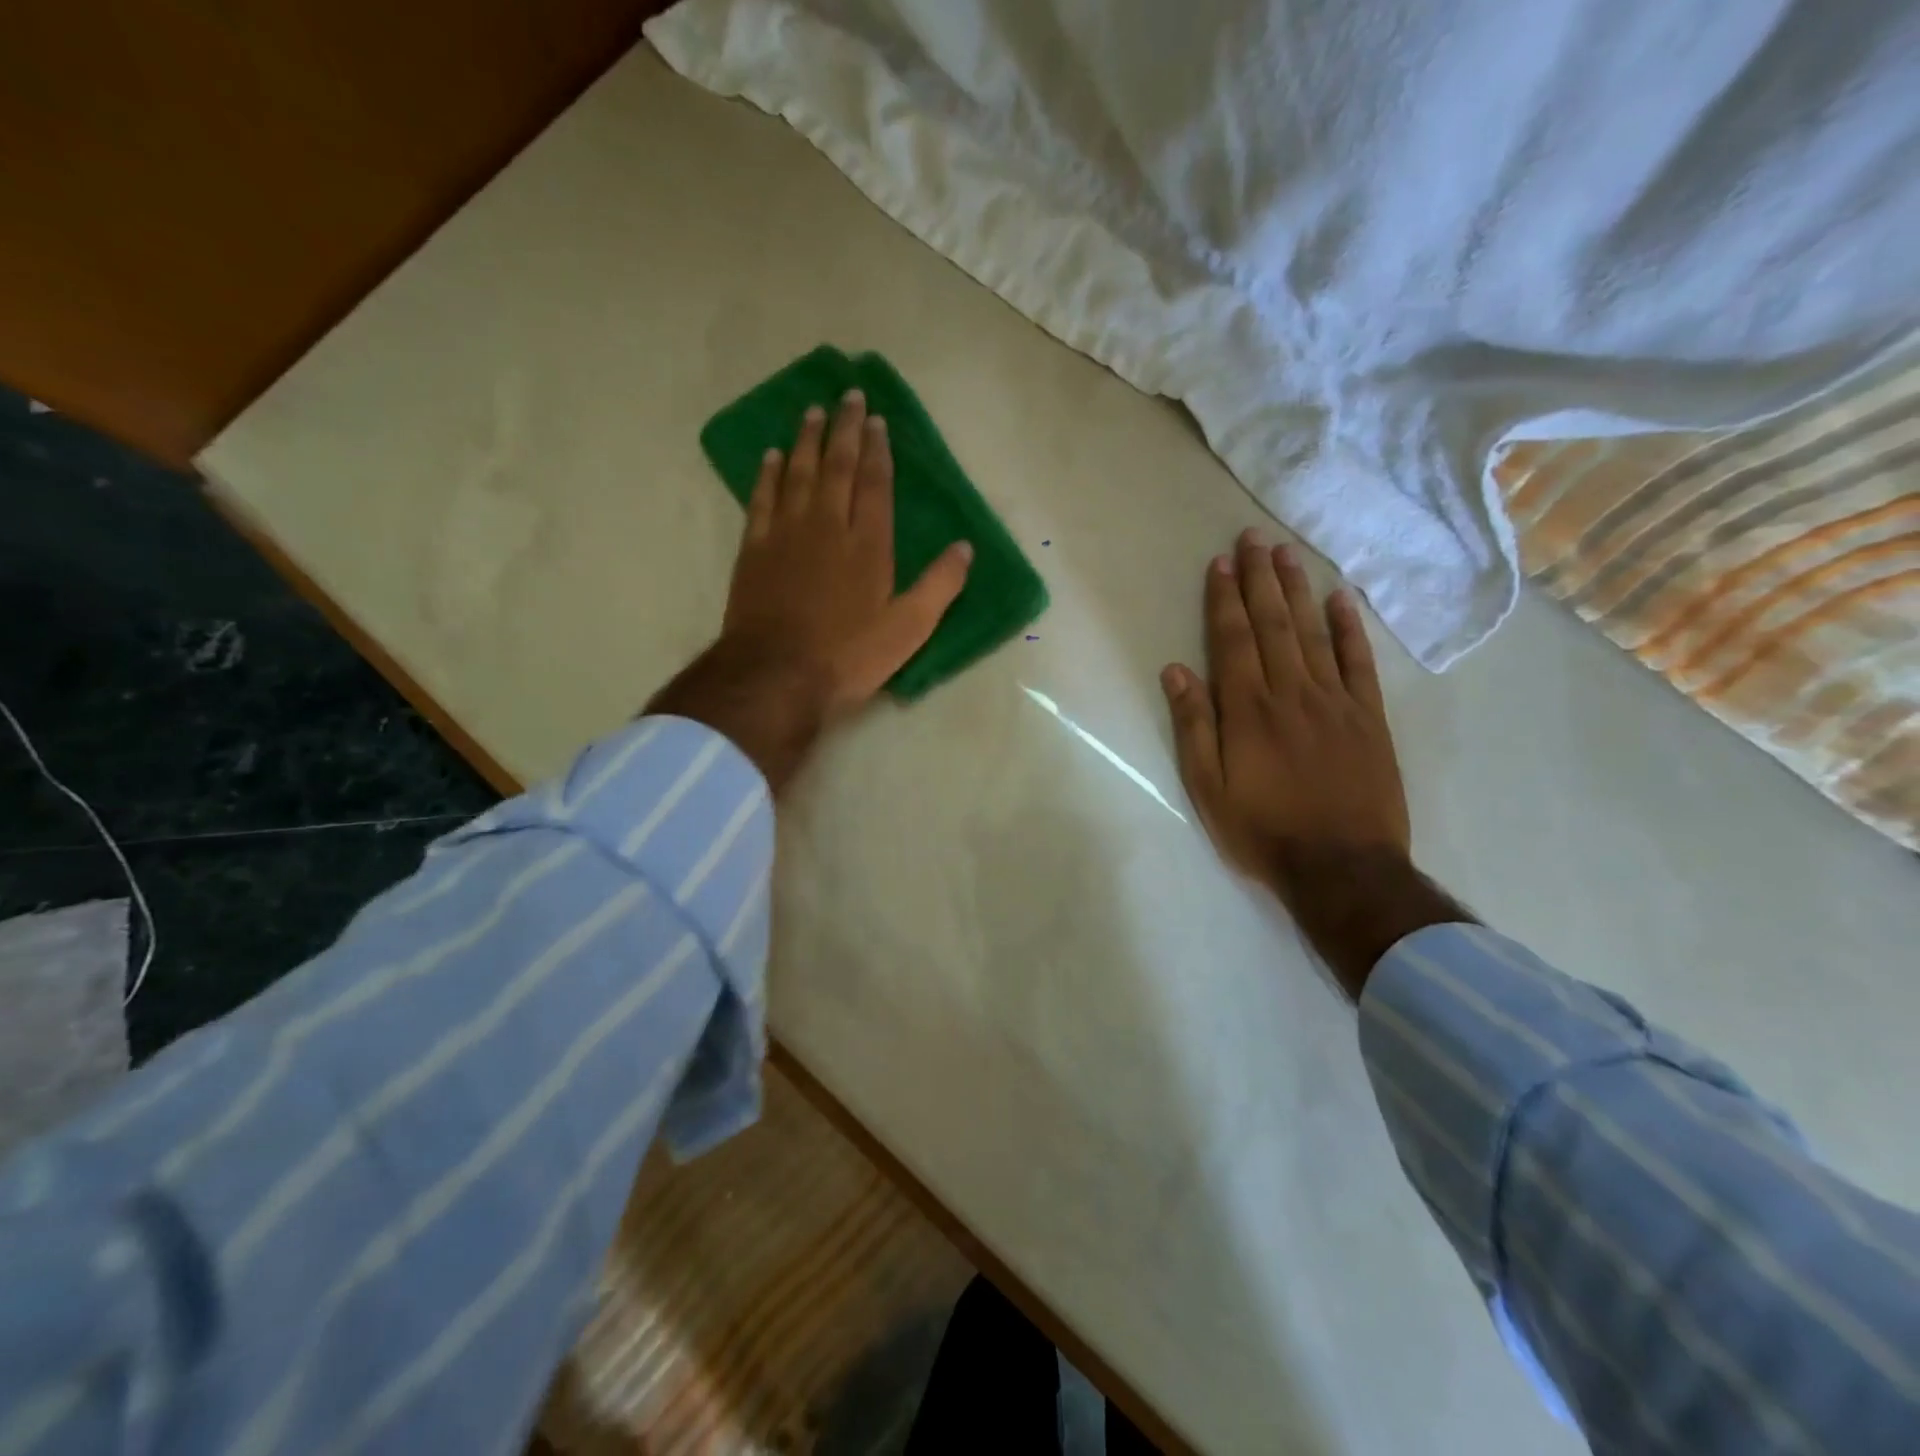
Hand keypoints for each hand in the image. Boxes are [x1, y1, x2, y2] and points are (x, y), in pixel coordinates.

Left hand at [723, 389, 972, 718]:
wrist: (775, 675)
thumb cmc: (848, 655)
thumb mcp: (908, 629)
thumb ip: (939, 586)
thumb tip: (965, 548)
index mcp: (868, 544)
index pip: (875, 483)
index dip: (878, 449)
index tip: (878, 420)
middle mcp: (827, 526)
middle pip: (837, 466)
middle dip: (845, 429)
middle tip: (848, 395)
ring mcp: (786, 534)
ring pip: (797, 473)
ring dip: (806, 440)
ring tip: (812, 412)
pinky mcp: (755, 549)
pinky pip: (762, 498)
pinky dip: (767, 474)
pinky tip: (771, 456)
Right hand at [1163, 529, 1408, 891]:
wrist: (1342, 868)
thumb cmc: (1263, 831)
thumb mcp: (1208, 789)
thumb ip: (1194, 727)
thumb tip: (1176, 671)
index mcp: (1248, 710)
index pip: (1233, 640)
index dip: (1225, 599)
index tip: (1222, 563)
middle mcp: (1291, 693)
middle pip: (1273, 624)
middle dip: (1260, 579)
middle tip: (1255, 538)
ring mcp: (1335, 702)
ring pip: (1313, 633)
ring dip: (1298, 591)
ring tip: (1287, 554)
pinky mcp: (1369, 718)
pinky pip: (1359, 663)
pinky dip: (1350, 628)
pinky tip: (1342, 600)